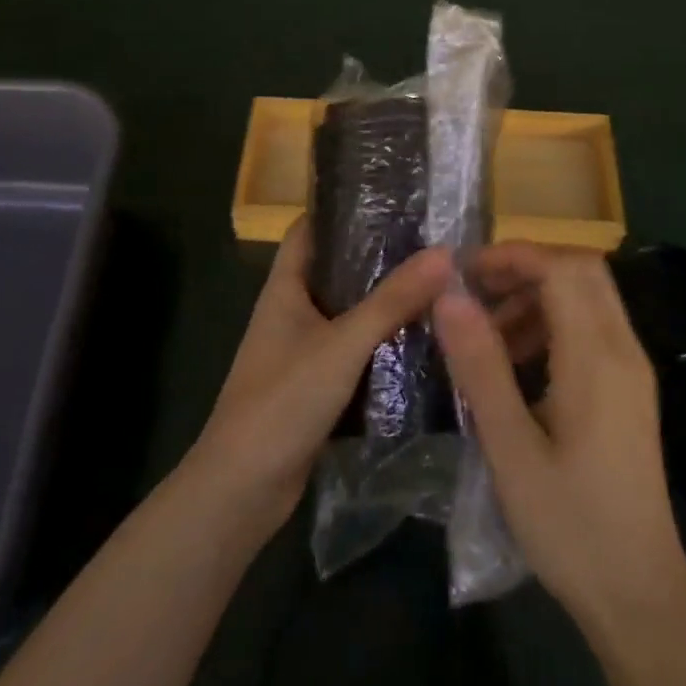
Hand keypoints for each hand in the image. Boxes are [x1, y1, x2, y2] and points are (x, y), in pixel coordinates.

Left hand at [190, 218, 451, 531]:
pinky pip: (354, 350)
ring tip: (436, 280)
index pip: (310, 229)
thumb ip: (392, 300)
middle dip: (378, 254)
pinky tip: (422, 337)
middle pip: (336, 268)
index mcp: (285, 288)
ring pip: (349, 311)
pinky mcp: (316, 384)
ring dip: (384, 300)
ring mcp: (303, 349)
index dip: (343, 208)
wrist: (241, 490)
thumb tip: (444, 253)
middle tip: (431, 239)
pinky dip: (382, 341)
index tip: (391, 195)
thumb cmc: (282, 401)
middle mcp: (292, 311)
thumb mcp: (342, 345)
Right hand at [434, 243, 685, 629]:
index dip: (513, 256)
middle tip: (474, 293)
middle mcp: (623, 349)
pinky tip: (518, 362)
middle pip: (581, 270)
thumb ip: (481, 367)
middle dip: (525, 267)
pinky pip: (592, 327)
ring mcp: (632, 368)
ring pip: (588, 296)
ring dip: (537, 296)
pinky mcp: (630, 388)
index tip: (464, 274)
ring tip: (487, 333)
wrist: (640, 592)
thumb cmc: (570, 525)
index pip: (562, 268)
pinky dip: (553, 323)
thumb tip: (450, 297)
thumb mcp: (512, 449)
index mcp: (597, 358)